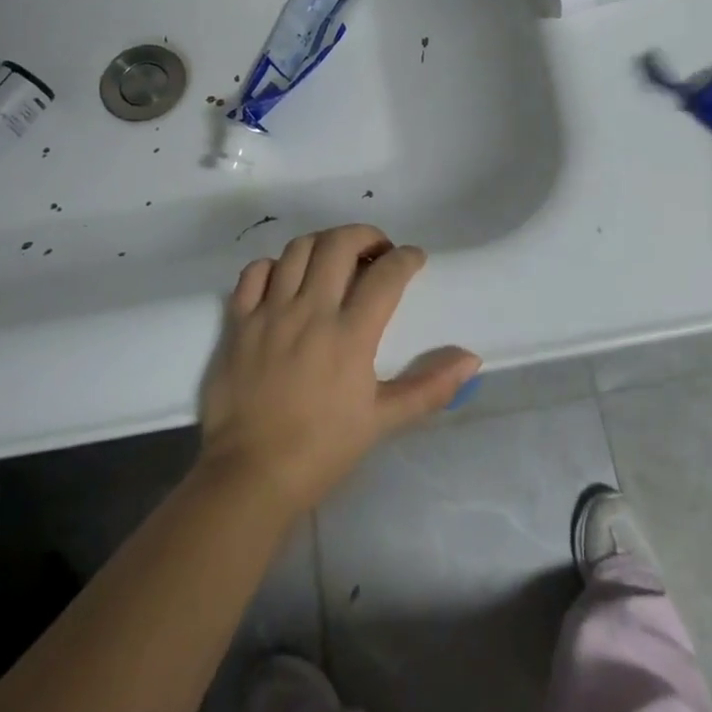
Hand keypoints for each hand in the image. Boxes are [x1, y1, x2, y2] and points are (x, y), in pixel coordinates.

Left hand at [197, 223, 480, 516]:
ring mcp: (270, 313)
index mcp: (350, 335)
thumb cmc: (322, 450)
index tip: (415, 259)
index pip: (387, 275)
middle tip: (377, 251)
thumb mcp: (382, 421)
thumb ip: (430, 387)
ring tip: (336, 258)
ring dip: (324, 243)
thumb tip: (471, 359)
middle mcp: (310, 311)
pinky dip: (275, 265)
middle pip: (339, 244)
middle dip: (366, 236)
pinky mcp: (239, 322)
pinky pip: (254, 272)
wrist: (250, 476)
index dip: (407, 258)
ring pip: (298, 249)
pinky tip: (287, 279)